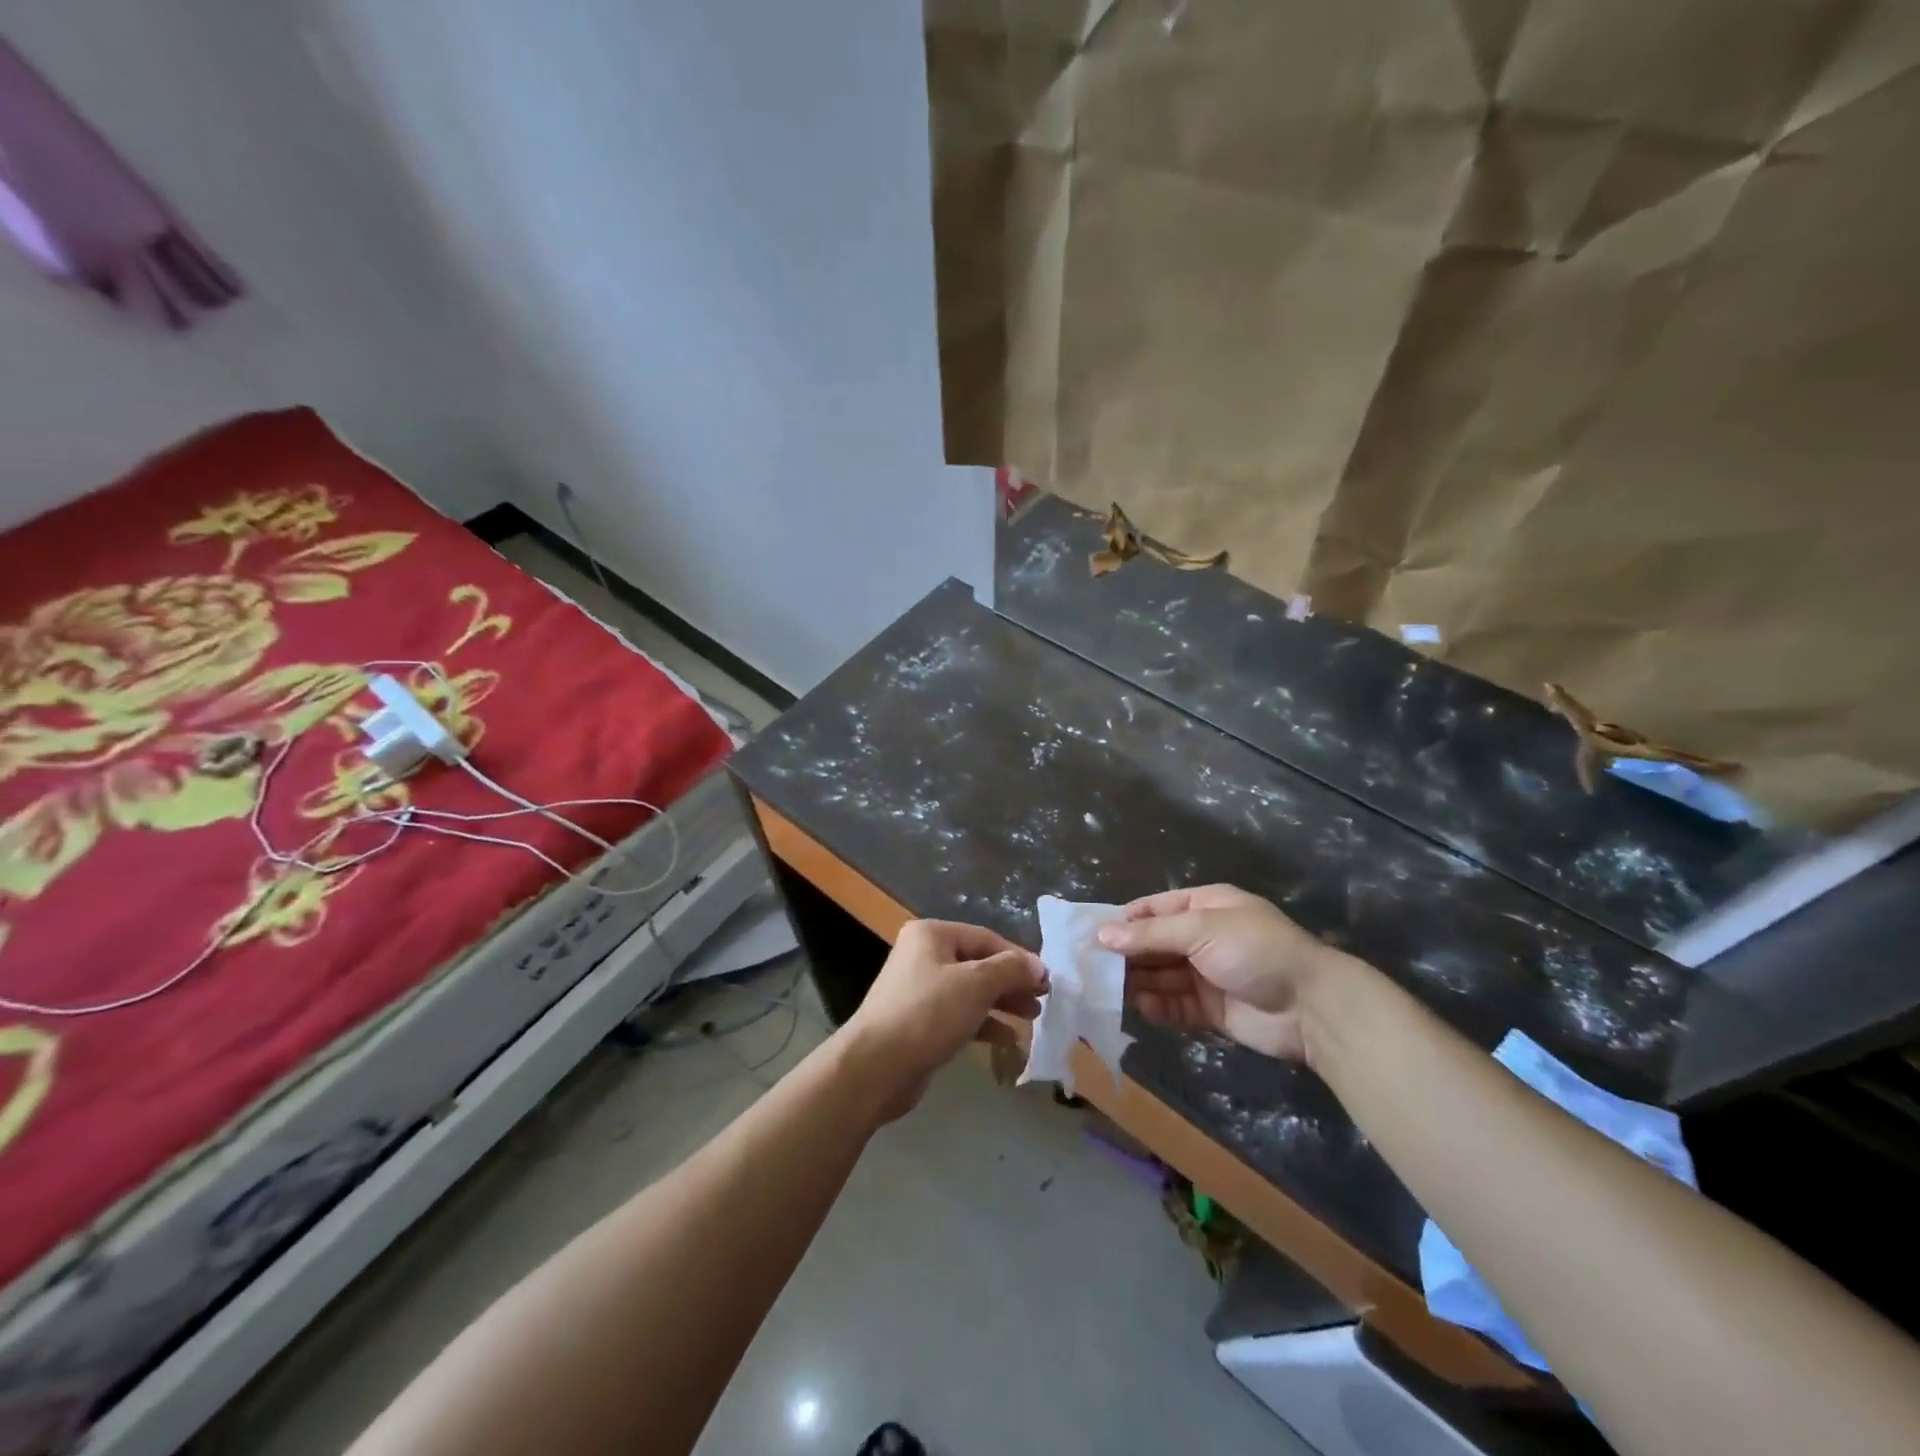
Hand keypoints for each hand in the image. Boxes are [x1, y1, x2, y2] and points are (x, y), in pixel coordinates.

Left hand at [841, 919, 1046, 1120]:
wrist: (876, 1066)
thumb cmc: (928, 1013)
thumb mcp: (976, 985)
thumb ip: (1010, 970)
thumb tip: (1038, 965)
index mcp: (932, 935)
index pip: (986, 938)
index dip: (1019, 958)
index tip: (1047, 980)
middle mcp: (924, 956)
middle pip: (979, 964)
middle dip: (1011, 981)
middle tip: (1042, 999)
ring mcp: (919, 990)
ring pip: (971, 991)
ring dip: (1002, 1002)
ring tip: (1032, 1016)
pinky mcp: (920, 1022)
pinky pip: (960, 1015)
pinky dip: (984, 1023)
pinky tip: (1008, 1038)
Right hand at [1098, 885, 1357, 1061]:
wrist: (1311, 1006)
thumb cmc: (1255, 950)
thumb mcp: (1201, 929)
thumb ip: (1150, 934)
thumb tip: (1102, 934)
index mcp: (1203, 907)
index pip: (1153, 909)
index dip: (1123, 920)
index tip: (1089, 933)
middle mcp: (1201, 937)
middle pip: (1153, 944)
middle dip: (1124, 954)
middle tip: (1089, 966)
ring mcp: (1205, 974)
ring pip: (1159, 975)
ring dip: (1135, 981)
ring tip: (1105, 989)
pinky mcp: (1210, 1009)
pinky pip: (1174, 1004)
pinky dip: (1156, 1006)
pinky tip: (1140, 1007)